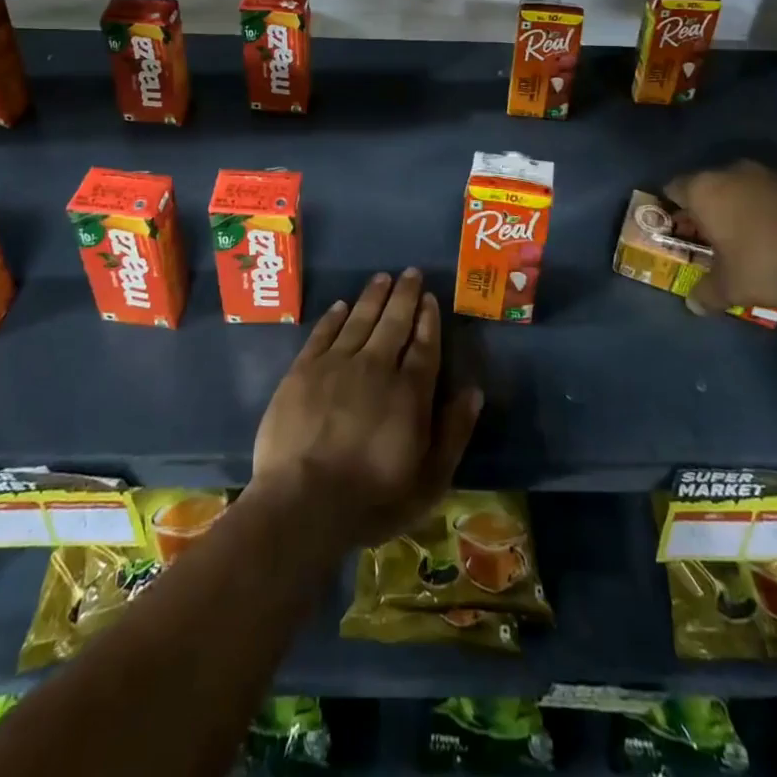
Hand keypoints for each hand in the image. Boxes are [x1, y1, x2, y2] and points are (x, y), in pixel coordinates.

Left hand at [250, 269, 481, 551]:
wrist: (302, 503)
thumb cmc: (372, 499)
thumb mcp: (429, 480)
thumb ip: (453, 432)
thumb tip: (473, 391)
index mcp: (410, 391)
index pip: (424, 344)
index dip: (428, 319)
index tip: (429, 297)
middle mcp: (376, 366)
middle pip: (393, 322)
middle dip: (404, 295)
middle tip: (410, 273)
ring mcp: (336, 364)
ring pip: (359, 319)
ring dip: (373, 296)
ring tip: (382, 278)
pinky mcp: (302, 371)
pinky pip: (323, 333)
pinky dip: (335, 316)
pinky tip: (342, 305)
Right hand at [664, 162, 776, 317]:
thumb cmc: (767, 261)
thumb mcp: (731, 287)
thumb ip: (707, 293)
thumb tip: (693, 304)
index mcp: (705, 189)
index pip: (674, 188)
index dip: (672, 209)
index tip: (676, 229)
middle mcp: (733, 172)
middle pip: (710, 187)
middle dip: (710, 210)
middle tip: (712, 239)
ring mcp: (772, 174)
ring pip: (745, 189)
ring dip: (744, 210)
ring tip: (751, 242)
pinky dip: (775, 213)